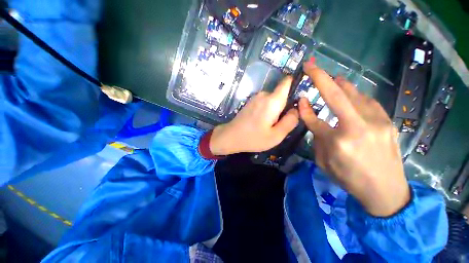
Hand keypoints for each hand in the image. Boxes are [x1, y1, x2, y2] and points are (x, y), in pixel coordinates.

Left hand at [210, 77, 298, 155]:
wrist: (230, 136)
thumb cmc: (253, 138)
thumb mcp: (276, 135)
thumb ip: (290, 121)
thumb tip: (296, 109)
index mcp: (272, 101)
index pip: (287, 82)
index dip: (295, 84)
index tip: (299, 98)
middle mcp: (264, 94)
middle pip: (281, 95)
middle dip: (285, 106)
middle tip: (280, 123)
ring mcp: (255, 98)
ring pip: (273, 100)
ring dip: (275, 110)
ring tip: (270, 125)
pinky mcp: (251, 102)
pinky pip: (265, 103)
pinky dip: (267, 110)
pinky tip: (262, 122)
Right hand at [299, 62, 409, 216]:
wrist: (386, 191)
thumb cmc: (349, 179)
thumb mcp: (324, 161)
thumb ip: (317, 137)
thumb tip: (312, 117)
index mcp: (337, 142)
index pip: (314, 119)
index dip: (304, 108)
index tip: (300, 98)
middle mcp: (357, 127)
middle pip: (335, 96)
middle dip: (320, 77)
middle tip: (311, 66)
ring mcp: (376, 122)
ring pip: (354, 94)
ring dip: (340, 84)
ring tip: (332, 78)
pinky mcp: (387, 122)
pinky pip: (368, 101)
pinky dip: (356, 94)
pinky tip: (351, 93)